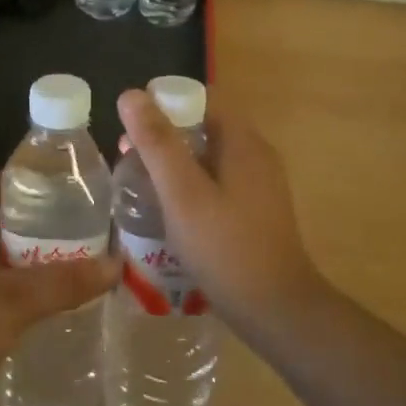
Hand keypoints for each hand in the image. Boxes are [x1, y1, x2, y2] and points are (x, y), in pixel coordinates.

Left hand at [0, 182, 118, 405]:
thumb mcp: (16, 300)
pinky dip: (14, 290)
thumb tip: (115, 264)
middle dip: (32, 226)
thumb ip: (65, 281)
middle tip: (75, 228)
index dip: (24, 187)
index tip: (61, 190)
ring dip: (25, 260)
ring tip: (68, 262)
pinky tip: (44, 303)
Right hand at [117, 89, 323, 331]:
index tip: (131, 125)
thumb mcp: (182, 192)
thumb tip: (131, 94)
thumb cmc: (225, 247)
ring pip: (208, 156)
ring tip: (140, 185)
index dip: (164, 102)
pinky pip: (217, 181)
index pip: (202, 97)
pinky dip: (190, 185)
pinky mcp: (256, 210)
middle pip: (203, 125)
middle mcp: (255, 154)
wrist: (277, 312)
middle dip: (164, 135)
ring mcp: (259, 184)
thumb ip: (157, 142)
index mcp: (242, 140)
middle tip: (128, 158)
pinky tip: (169, 211)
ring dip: (174, 162)